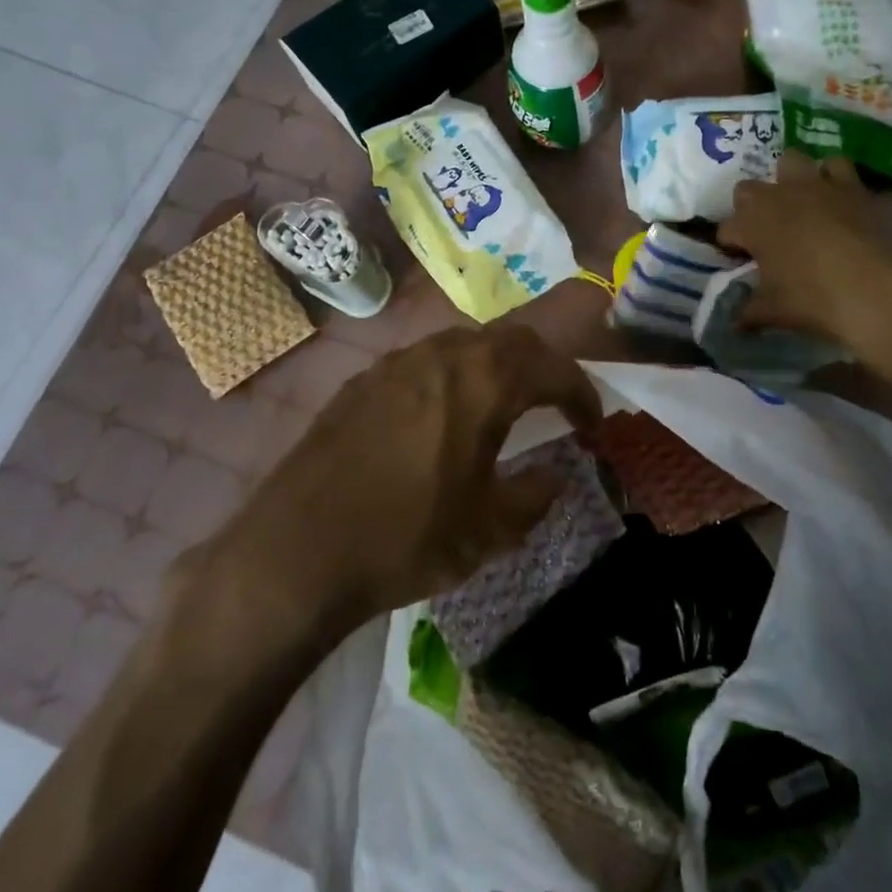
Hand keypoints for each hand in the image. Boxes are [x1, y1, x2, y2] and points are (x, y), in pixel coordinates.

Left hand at [215, 325, 602, 628]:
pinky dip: (454, 375)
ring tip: (505, 404)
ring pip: (465, 343)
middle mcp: (443, 355)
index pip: (552, 368)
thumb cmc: (406, 538)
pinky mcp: (363, 380)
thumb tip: (556, 477)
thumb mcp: (488, 530)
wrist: (297, 551)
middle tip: (557, 403)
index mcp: (483, 381)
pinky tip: (444, 416)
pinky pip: (425, 361)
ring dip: (497, 366)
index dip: (581, 393)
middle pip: (512, 340)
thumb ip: (535, 496)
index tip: (593, 424)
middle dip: (544, 367)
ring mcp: (398, 362)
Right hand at [718, 151, 891, 353]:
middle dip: (750, 208)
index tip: (740, 261)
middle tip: (764, 233)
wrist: (872, 290)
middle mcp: (776, 196)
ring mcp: (813, 185)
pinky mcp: (849, 185)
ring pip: (790, 162)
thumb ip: (748, 311)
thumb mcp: (771, 311)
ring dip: (788, 180)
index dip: (731, 246)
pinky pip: (835, 165)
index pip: (727, 230)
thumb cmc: (811, 299)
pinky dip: (831, 176)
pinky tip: (834, 195)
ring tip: (796, 203)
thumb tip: (735, 321)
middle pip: (748, 190)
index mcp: (750, 223)